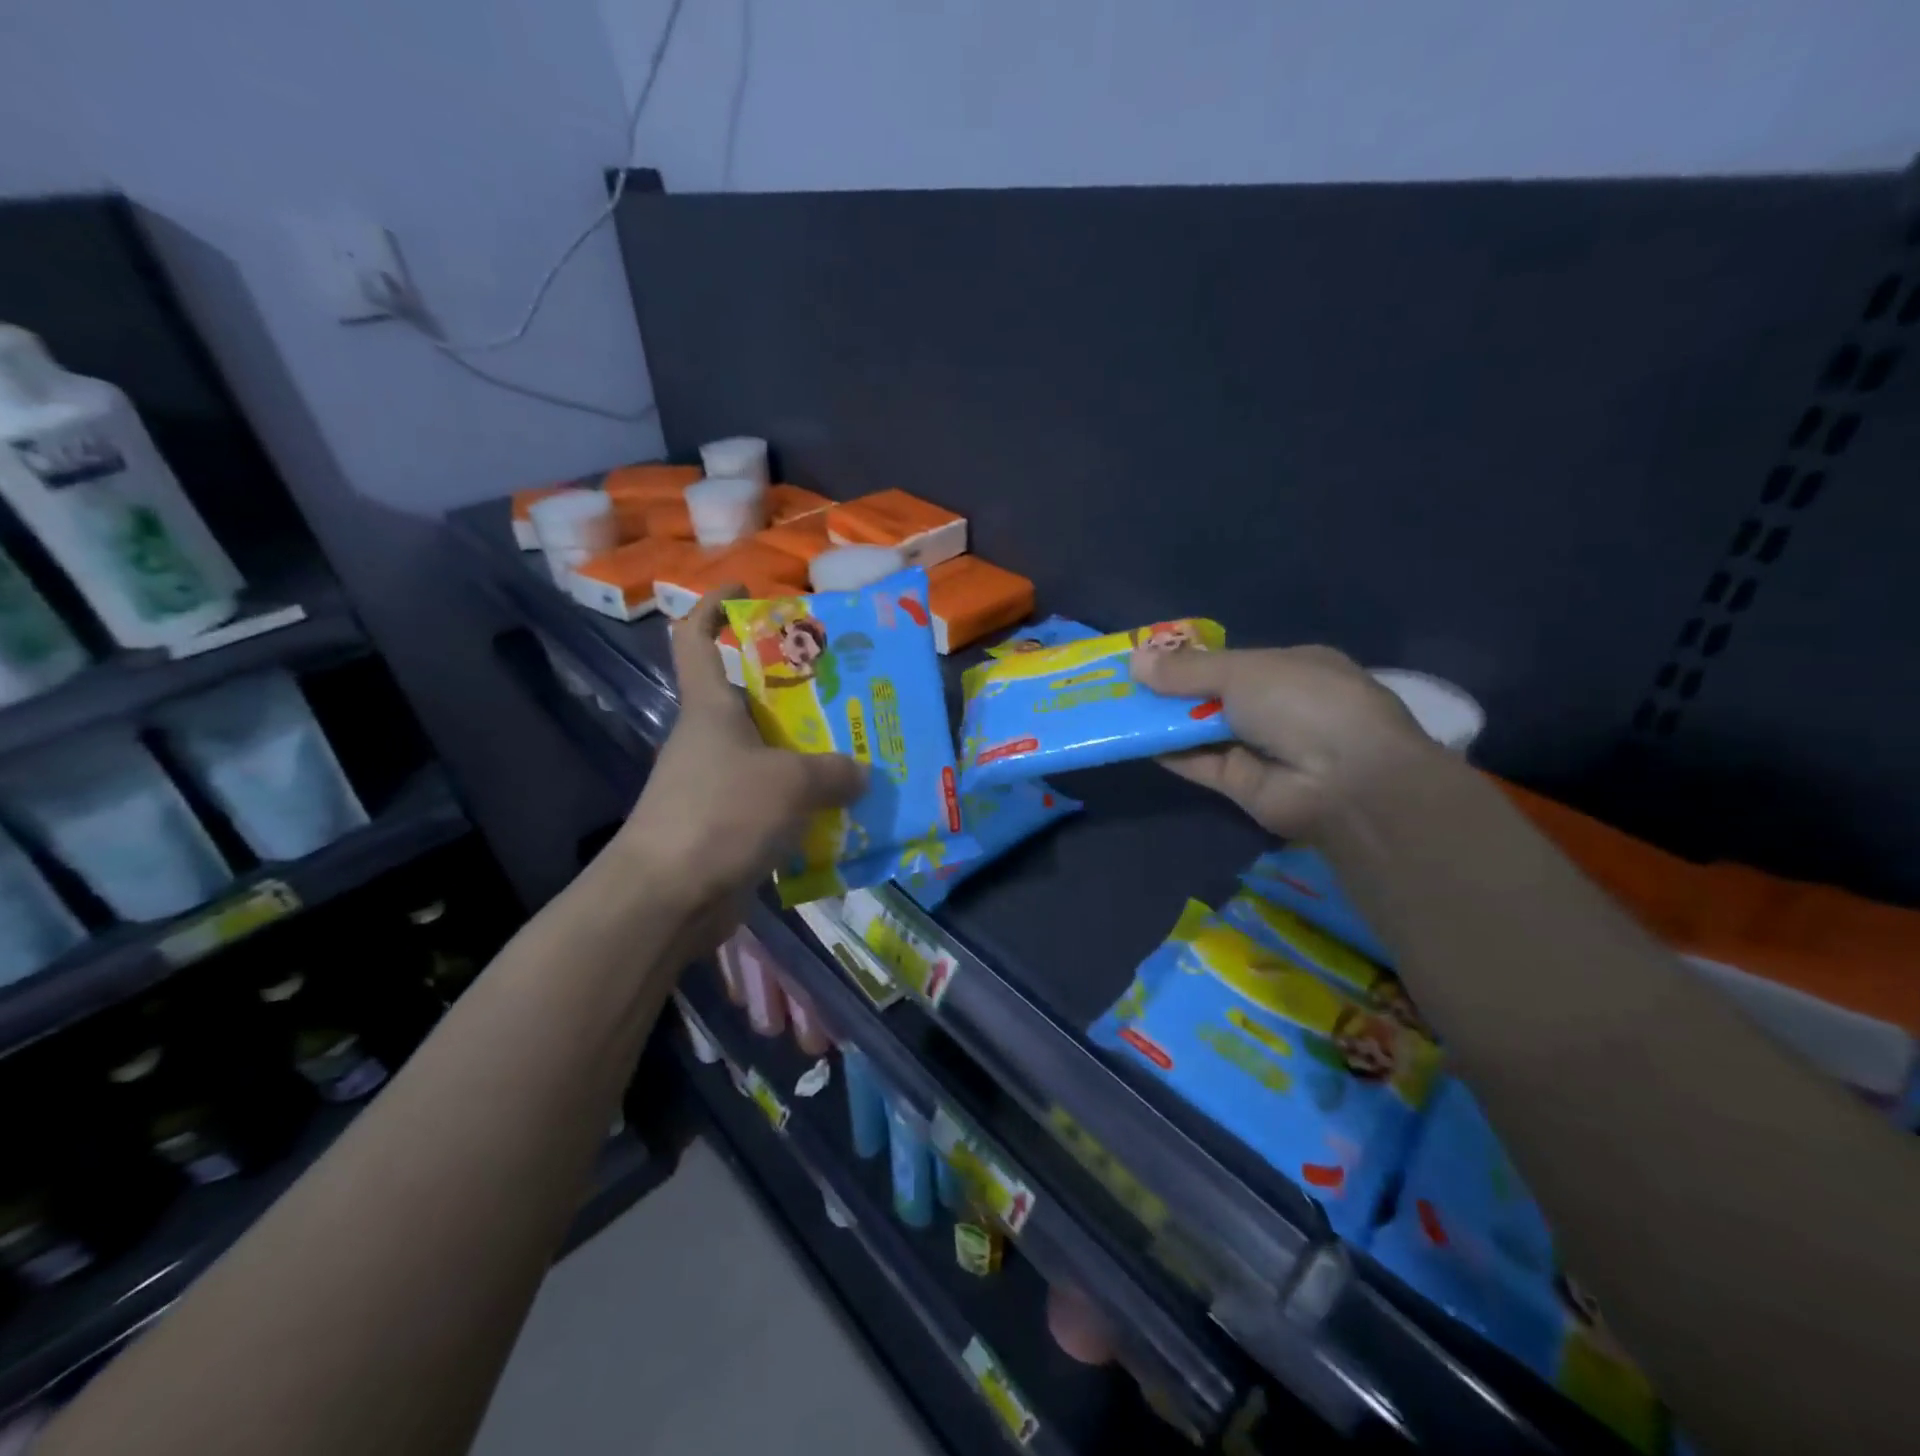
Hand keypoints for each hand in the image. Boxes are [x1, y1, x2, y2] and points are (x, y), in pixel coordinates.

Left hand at [614, 588, 866, 944]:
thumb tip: (861, 773)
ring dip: (808, 755)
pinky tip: (842, 814)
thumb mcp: (790, 782)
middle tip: (848, 691)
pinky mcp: (725, 828)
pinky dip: (803, 806)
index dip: (714, 607)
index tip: (747, 592)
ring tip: (859, 754)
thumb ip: (833, 771)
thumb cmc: (721, 814)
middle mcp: (709, 740)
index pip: (696, 639)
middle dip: (796, 691)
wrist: (666, 898)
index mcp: (711, 708)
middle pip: (750, 699)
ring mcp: (715, 786)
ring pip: (768, 755)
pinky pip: (773, 804)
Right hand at [1130, 643, 1432, 839]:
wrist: (1345, 780)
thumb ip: (1186, 669)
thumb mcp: (1242, 671)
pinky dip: (1170, 752)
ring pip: (1203, 731)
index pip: (1234, 661)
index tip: (1149, 656)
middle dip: (1172, 690)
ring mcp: (1261, 747)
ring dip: (1164, 721)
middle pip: (1214, 696)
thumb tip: (1134, 659)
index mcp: (1292, 668)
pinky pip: (1199, 764)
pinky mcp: (1242, 784)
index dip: (1191, 659)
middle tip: (1123, 682)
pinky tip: (1134, 739)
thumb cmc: (1301, 702)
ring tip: (1115, 707)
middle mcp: (1278, 707)